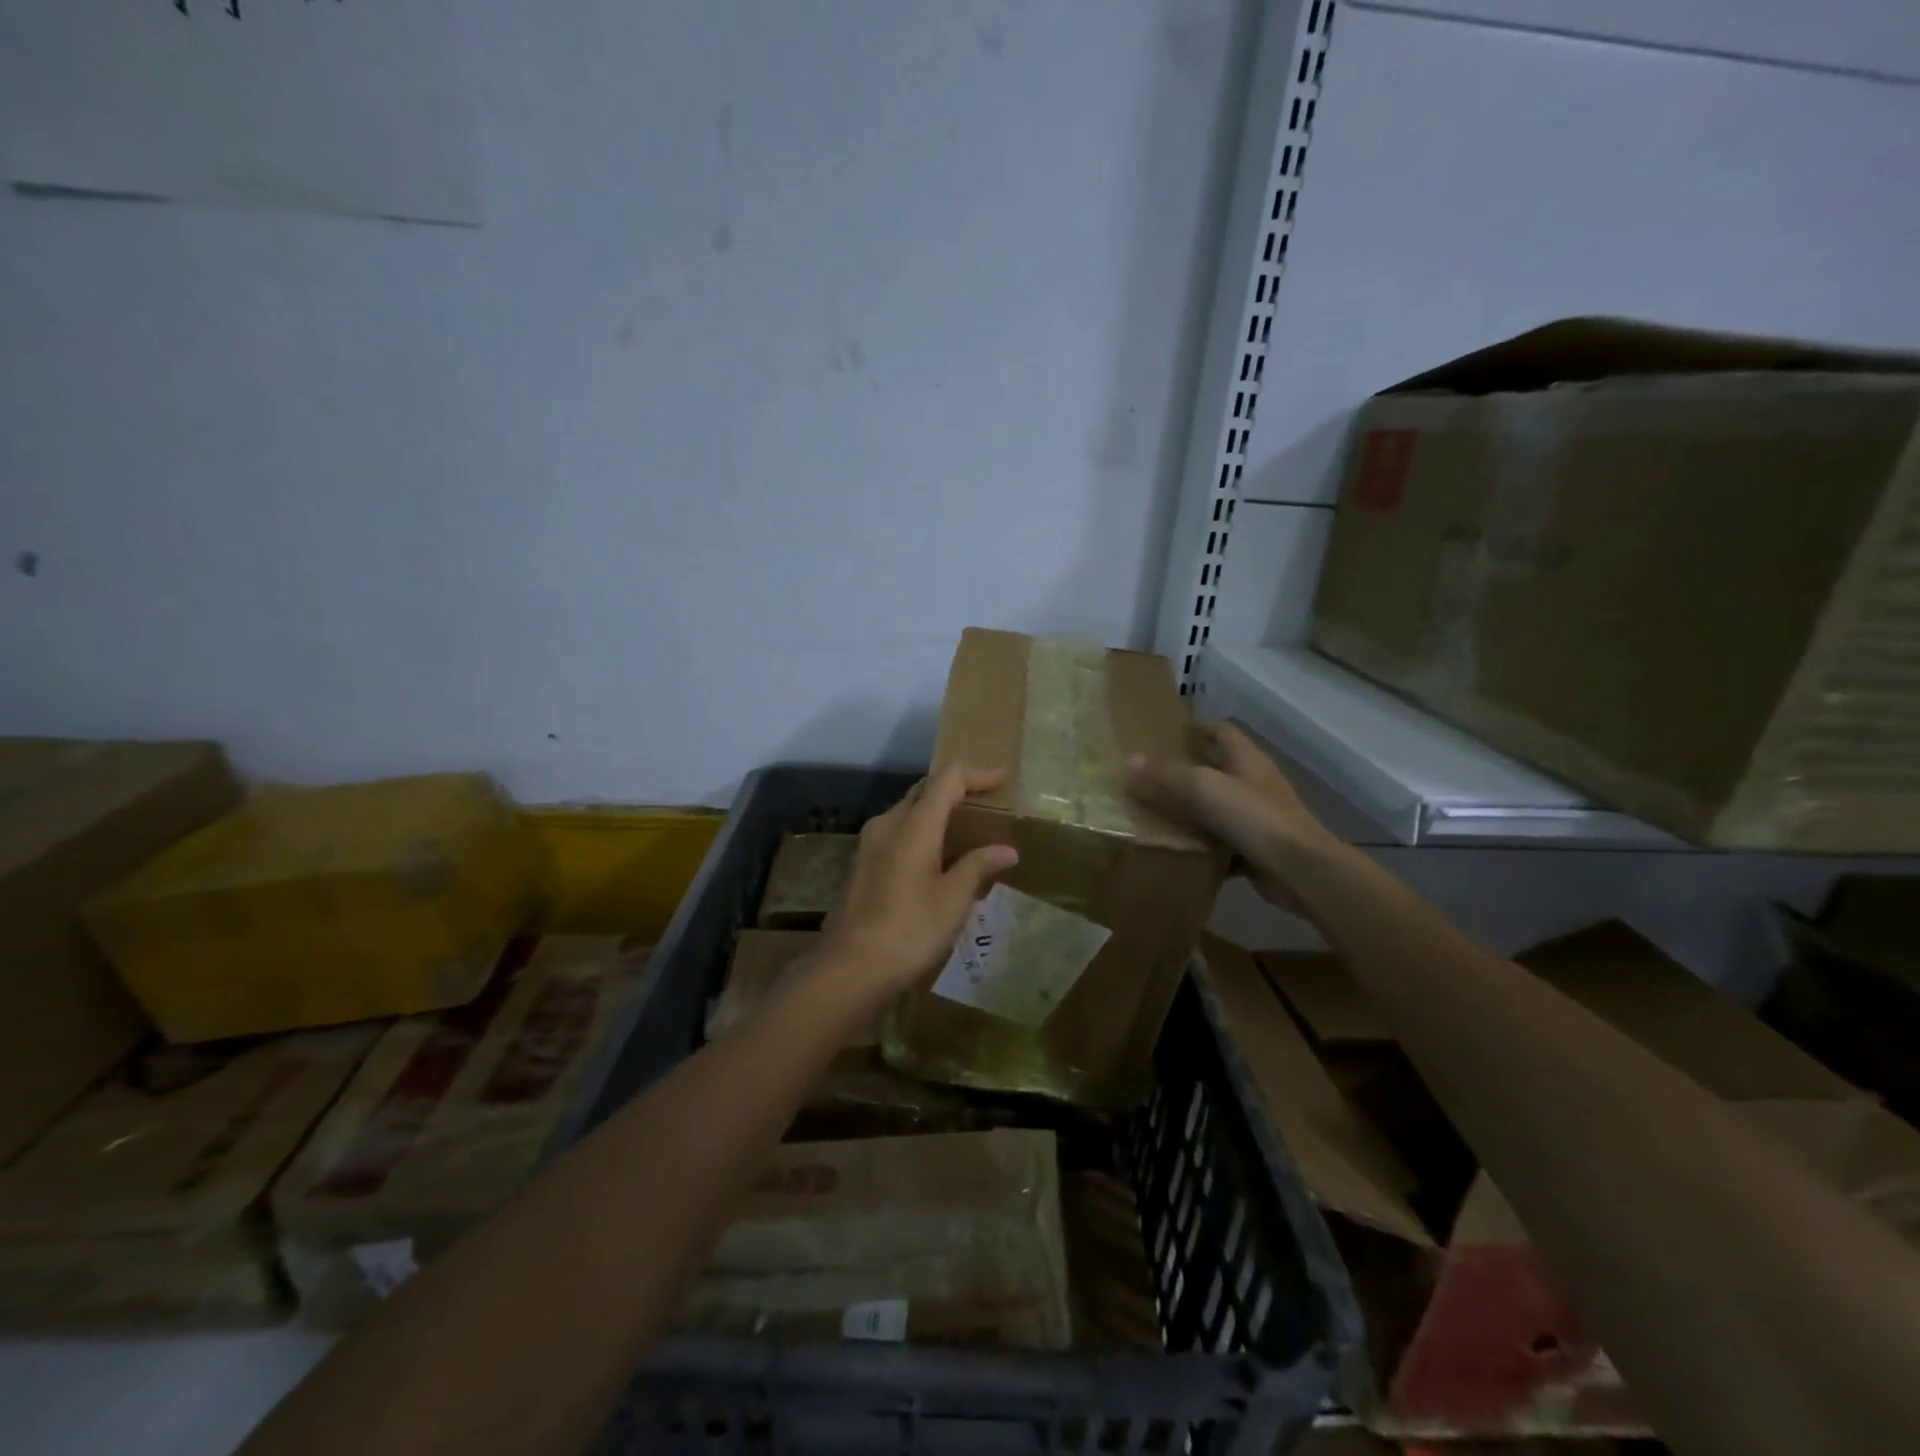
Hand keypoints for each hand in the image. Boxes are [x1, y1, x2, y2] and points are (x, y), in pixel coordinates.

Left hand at [820, 765, 1018, 1006]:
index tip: (1003, 779)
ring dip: (938, 812)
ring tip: (967, 831)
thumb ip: (978, 866)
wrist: (852, 966)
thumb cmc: (910, 929)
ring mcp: (870, 842)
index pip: (947, 779)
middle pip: (925, 790)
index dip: (977, 774)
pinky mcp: (863, 862)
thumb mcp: (953, 899)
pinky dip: (922, 832)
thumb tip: (1006, 850)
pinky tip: (939, 858)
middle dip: (957, 790)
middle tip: (987, 802)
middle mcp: (888, 823)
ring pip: (909, 811)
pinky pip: (898, 832)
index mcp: (914, 824)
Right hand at [1126, 721, 1338, 912]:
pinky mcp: (1256, 849)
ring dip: (1190, 810)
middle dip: (1186, 770)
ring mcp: (1257, 818)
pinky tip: (1176, 851)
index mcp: (1246, 759)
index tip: (1164, 733)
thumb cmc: (1253, 817)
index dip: (1196, 728)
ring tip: (1153, 812)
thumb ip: (1166, 775)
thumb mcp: (1203, 788)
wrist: (1299, 871)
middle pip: (1217, 769)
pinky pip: (1222, 843)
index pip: (1221, 731)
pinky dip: (1201, 846)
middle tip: (1148, 775)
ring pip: (1217, 808)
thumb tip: (1130, 762)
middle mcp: (1254, 783)